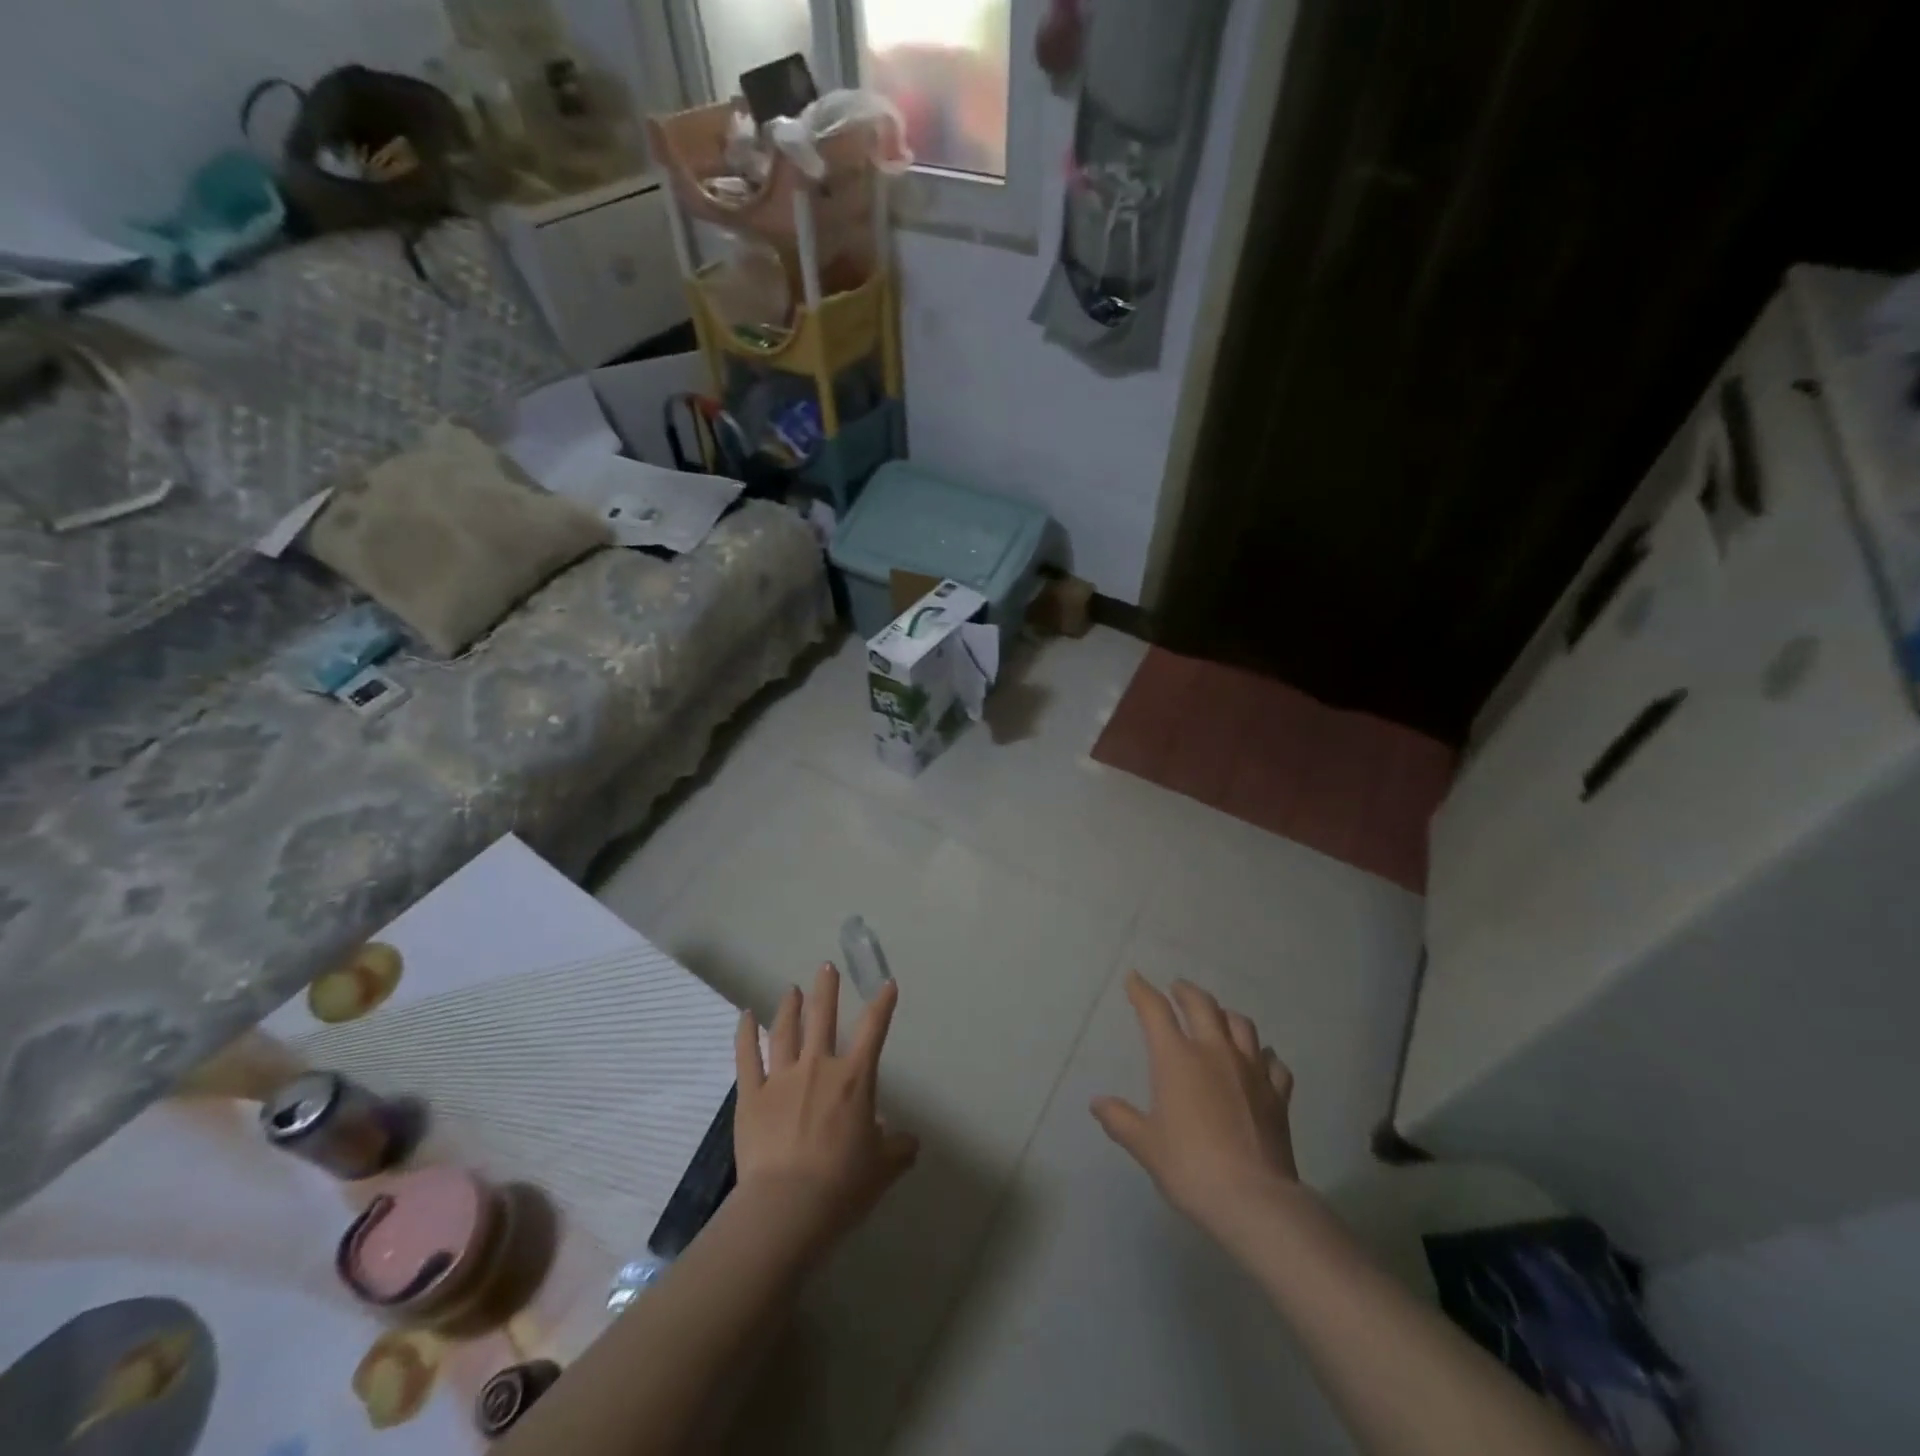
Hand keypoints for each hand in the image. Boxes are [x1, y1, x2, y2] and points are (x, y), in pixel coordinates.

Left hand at [733, 963, 918, 1257]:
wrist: (788, 1207)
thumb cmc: (842, 1185)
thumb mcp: (883, 1169)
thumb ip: (898, 1148)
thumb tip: (910, 1141)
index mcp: (854, 1079)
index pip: (873, 1030)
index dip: (882, 1004)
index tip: (887, 984)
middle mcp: (818, 1067)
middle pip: (823, 1017)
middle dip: (826, 989)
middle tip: (826, 967)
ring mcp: (781, 1077)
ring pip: (785, 1030)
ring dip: (789, 1006)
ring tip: (792, 989)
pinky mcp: (752, 1095)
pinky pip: (747, 1056)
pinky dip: (745, 1033)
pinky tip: (745, 1015)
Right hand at [1091, 972, 1299, 1242]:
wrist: (1253, 1200)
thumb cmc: (1190, 1167)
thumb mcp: (1145, 1146)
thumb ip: (1120, 1120)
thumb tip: (1097, 1103)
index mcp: (1177, 1058)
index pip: (1155, 1011)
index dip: (1142, 991)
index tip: (1134, 979)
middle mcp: (1214, 1052)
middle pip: (1202, 1005)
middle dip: (1186, 991)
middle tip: (1177, 988)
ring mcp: (1251, 1070)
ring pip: (1241, 1024)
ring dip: (1225, 1014)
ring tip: (1218, 1017)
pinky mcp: (1277, 1094)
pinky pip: (1273, 1062)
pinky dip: (1263, 1055)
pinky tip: (1260, 1060)